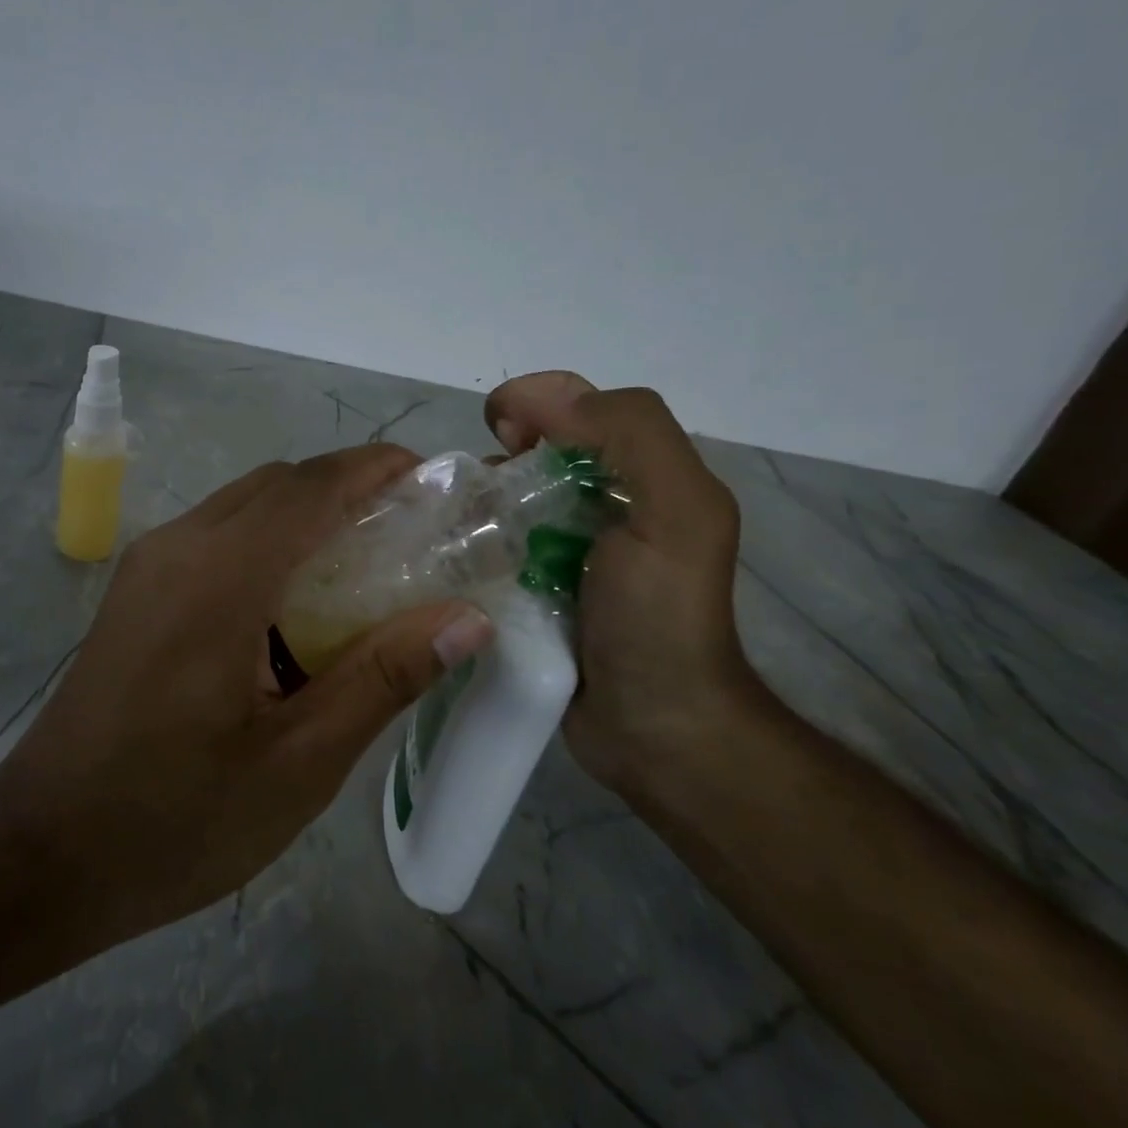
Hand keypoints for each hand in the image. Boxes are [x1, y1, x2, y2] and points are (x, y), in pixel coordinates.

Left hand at [0, 446, 494, 948]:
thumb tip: (467, 618)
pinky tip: (295, 610)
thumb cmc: (177, 818)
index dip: (377, 469)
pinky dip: (267, 547)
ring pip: (243, 508)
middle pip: (277, 485)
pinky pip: (214, 540)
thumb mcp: (299, 761)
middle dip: (347, 491)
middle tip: (412, 538)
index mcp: (219, 575)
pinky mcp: (135, 593)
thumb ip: (384, 677)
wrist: (44, 852)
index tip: (435, 481)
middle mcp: (178, 547)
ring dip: (306, 519)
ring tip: (366, 573)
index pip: (312, 487)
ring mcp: (147, 566)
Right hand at [484, 372, 760, 790]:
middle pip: (537, 452)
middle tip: (474, 490)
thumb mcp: (676, 512)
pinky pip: (492, 545)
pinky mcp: (532, 587)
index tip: (498, 432)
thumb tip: (539, 399)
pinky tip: (451, 555)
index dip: (536, 403)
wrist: (651, 728)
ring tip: (451, 526)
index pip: (581, 409)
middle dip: (499, 455)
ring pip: (508, 498)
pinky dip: (469, 541)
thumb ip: (630, 436)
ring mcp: (564, 550)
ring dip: (477, 500)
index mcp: (644, 476)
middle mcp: (605, 505)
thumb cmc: (660, 617)